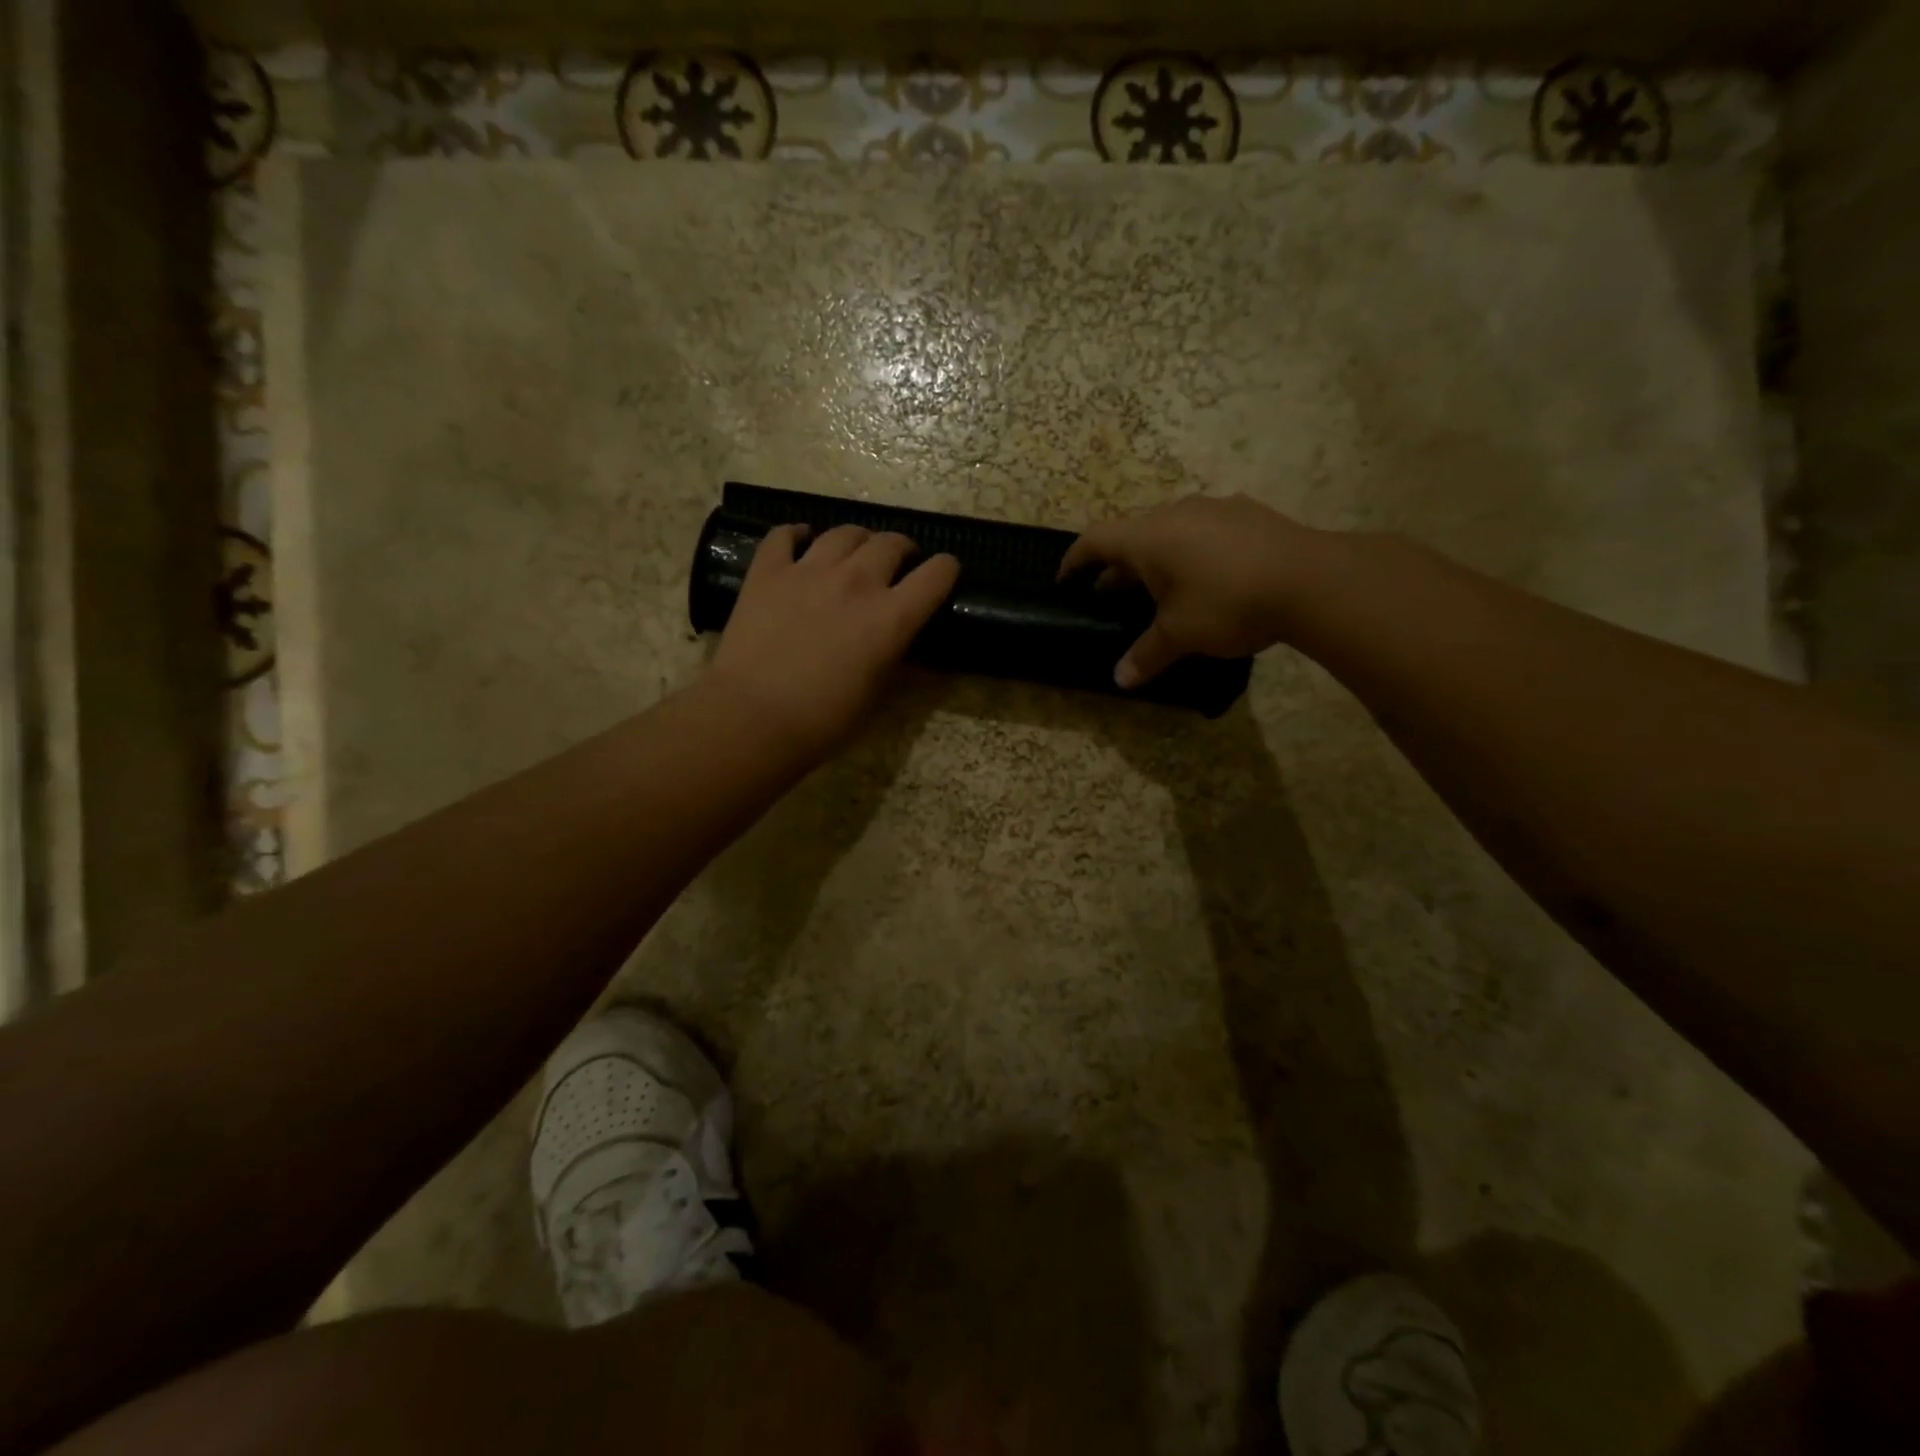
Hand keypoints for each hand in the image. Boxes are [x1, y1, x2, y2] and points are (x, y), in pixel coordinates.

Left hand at [710, 523, 959, 757]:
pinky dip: (797, 534)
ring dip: (858, 540)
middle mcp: (856, 581)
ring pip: (844, 533)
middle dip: (902, 549)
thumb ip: (900, 664)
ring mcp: (808, 570)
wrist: (752, 719)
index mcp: (891, 617)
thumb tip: (917, 653)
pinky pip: (784, 534)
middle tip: (897, 564)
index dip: (946, 570)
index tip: (943, 575)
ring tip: (854, 553)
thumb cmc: (824, 720)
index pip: (936, 574)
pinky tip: (801, 541)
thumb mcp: (877, 697)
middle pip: (891, 542)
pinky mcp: (767, 571)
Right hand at [1059, 494, 1321, 687]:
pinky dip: (1191, 552)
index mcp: (1148, 538)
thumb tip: (1120, 680)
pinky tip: (1207, 576)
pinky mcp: (1248, 514)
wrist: (1312, 580)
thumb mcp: (1180, 635)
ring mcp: (1215, 509)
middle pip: (1132, 535)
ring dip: (1156, 558)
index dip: (1075, 559)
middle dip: (1117, 566)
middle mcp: (1176, 513)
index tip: (1065, 579)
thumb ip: (1146, 654)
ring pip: (1170, 531)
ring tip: (1158, 588)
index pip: (1095, 540)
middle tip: (1109, 594)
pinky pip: (1204, 530)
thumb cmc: (1228, 604)